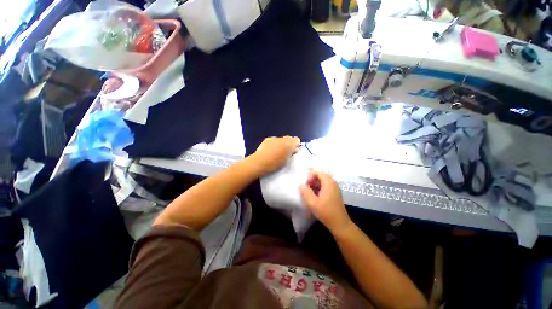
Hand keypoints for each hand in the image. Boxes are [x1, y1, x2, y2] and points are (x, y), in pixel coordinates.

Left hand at [250, 136, 299, 174]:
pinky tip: (269, 151)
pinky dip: (273, 144)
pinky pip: (273, 140)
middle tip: (285, 152)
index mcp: (290, 143)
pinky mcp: (267, 139)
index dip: (295, 145)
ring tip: (276, 152)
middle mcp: (283, 138)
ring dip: (280, 144)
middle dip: (288, 144)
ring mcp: (274, 138)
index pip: (297, 140)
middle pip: (289, 138)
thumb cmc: (276, 163)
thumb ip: (291, 153)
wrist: (261, 162)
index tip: (293, 151)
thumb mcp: (287, 160)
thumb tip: (294, 149)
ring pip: (281, 139)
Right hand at [300, 171, 351, 232]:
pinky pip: (326, 185)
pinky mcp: (335, 193)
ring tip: (309, 190)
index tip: (305, 183)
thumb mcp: (313, 203)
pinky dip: (319, 187)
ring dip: (315, 183)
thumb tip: (301, 184)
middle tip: (306, 186)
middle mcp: (333, 183)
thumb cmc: (326, 212)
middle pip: (321, 175)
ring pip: (323, 180)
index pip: (319, 172)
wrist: (340, 224)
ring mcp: (335, 188)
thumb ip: (306, 192)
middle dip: (312, 178)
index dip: (310, 175)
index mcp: (329, 183)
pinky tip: (315, 194)